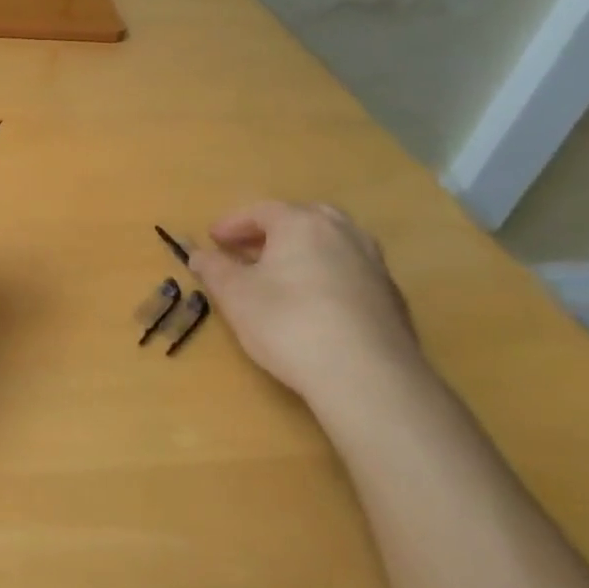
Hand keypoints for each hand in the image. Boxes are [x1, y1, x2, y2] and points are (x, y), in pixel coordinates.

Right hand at [187, 201, 423, 399]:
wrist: (367, 376)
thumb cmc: (289, 323)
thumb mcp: (236, 296)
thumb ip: (214, 269)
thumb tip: (197, 254)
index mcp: (302, 224)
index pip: (261, 211)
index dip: (232, 224)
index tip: (213, 240)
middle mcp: (343, 233)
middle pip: (302, 219)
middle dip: (272, 231)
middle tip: (248, 251)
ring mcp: (373, 264)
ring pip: (331, 244)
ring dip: (303, 252)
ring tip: (281, 275)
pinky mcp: (391, 297)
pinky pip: (350, 271)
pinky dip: (326, 275)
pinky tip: (314, 304)